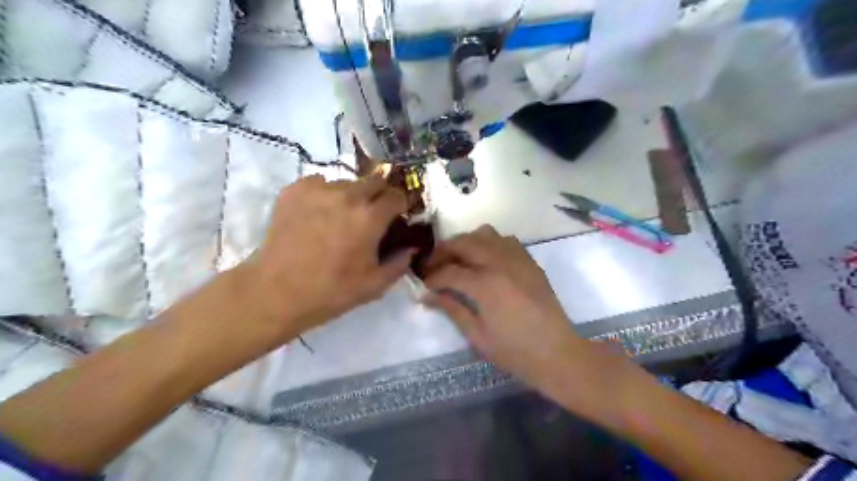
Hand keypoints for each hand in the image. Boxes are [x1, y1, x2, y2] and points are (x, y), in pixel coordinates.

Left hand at [239, 174, 412, 338]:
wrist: (276, 292)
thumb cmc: (331, 291)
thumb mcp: (375, 285)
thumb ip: (400, 262)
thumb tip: (412, 247)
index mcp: (369, 217)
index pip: (397, 195)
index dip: (402, 205)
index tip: (398, 216)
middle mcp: (346, 195)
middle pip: (375, 180)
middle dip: (380, 195)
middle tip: (372, 215)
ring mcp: (317, 189)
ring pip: (347, 182)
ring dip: (352, 195)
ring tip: (341, 217)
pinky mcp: (294, 190)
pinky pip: (320, 183)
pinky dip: (325, 195)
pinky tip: (318, 215)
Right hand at [422, 226, 581, 386]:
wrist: (557, 353)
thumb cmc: (515, 352)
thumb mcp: (478, 336)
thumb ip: (452, 310)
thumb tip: (427, 296)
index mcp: (485, 285)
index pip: (448, 271)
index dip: (432, 277)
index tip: (424, 284)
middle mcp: (500, 263)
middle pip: (463, 243)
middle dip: (443, 251)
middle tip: (433, 266)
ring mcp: (517, 259)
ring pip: (484, 233)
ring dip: (466, 242)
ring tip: (458, 259)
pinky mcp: (529, 261)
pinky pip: (505, 240)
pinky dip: (489, 243)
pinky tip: (485, 260)